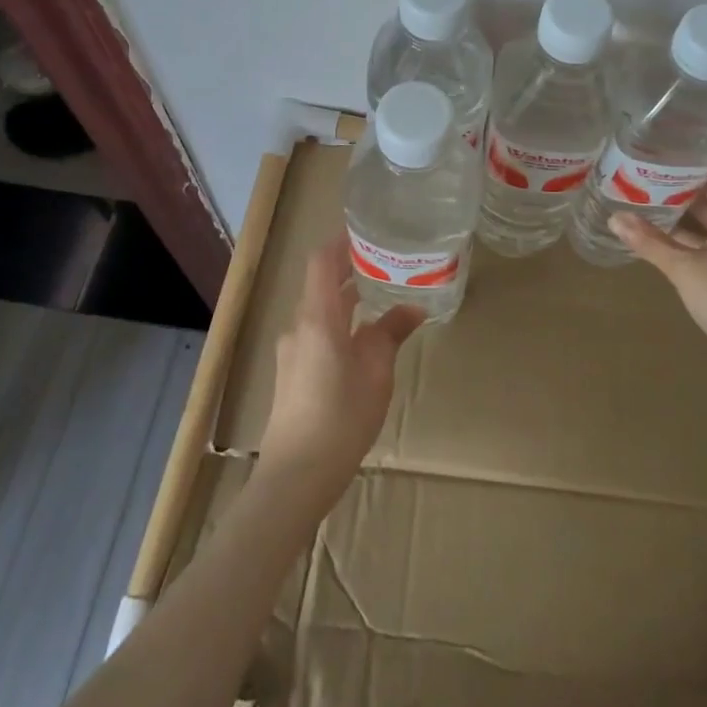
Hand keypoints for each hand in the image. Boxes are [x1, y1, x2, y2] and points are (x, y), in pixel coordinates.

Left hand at [256, 235, 424, 505]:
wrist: (296, 475)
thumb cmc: (341, 417)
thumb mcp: (376, 372)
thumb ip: (391, 333)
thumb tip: (413, 307)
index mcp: (317, 317)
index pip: (322, 261)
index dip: (342, 241)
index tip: (369, 231)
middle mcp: (299, 326)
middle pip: (321, 283)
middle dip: (350, 268)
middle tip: (386, 259)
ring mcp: (293, 350)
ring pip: (321, 310)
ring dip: (347, 297)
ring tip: (382, 293)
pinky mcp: (294, 372)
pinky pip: (318, 332)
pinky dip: (341, 322)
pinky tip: (365, 336)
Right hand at [612, 173, 706, 368]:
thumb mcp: (684, 269)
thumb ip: (650, 243)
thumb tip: (615, 217)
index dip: (694, 167)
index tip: (665, 157)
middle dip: (682, 193)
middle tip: (647, 182)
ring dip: (685, 221)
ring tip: (650, 210)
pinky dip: (690, 244)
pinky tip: (668, 249)